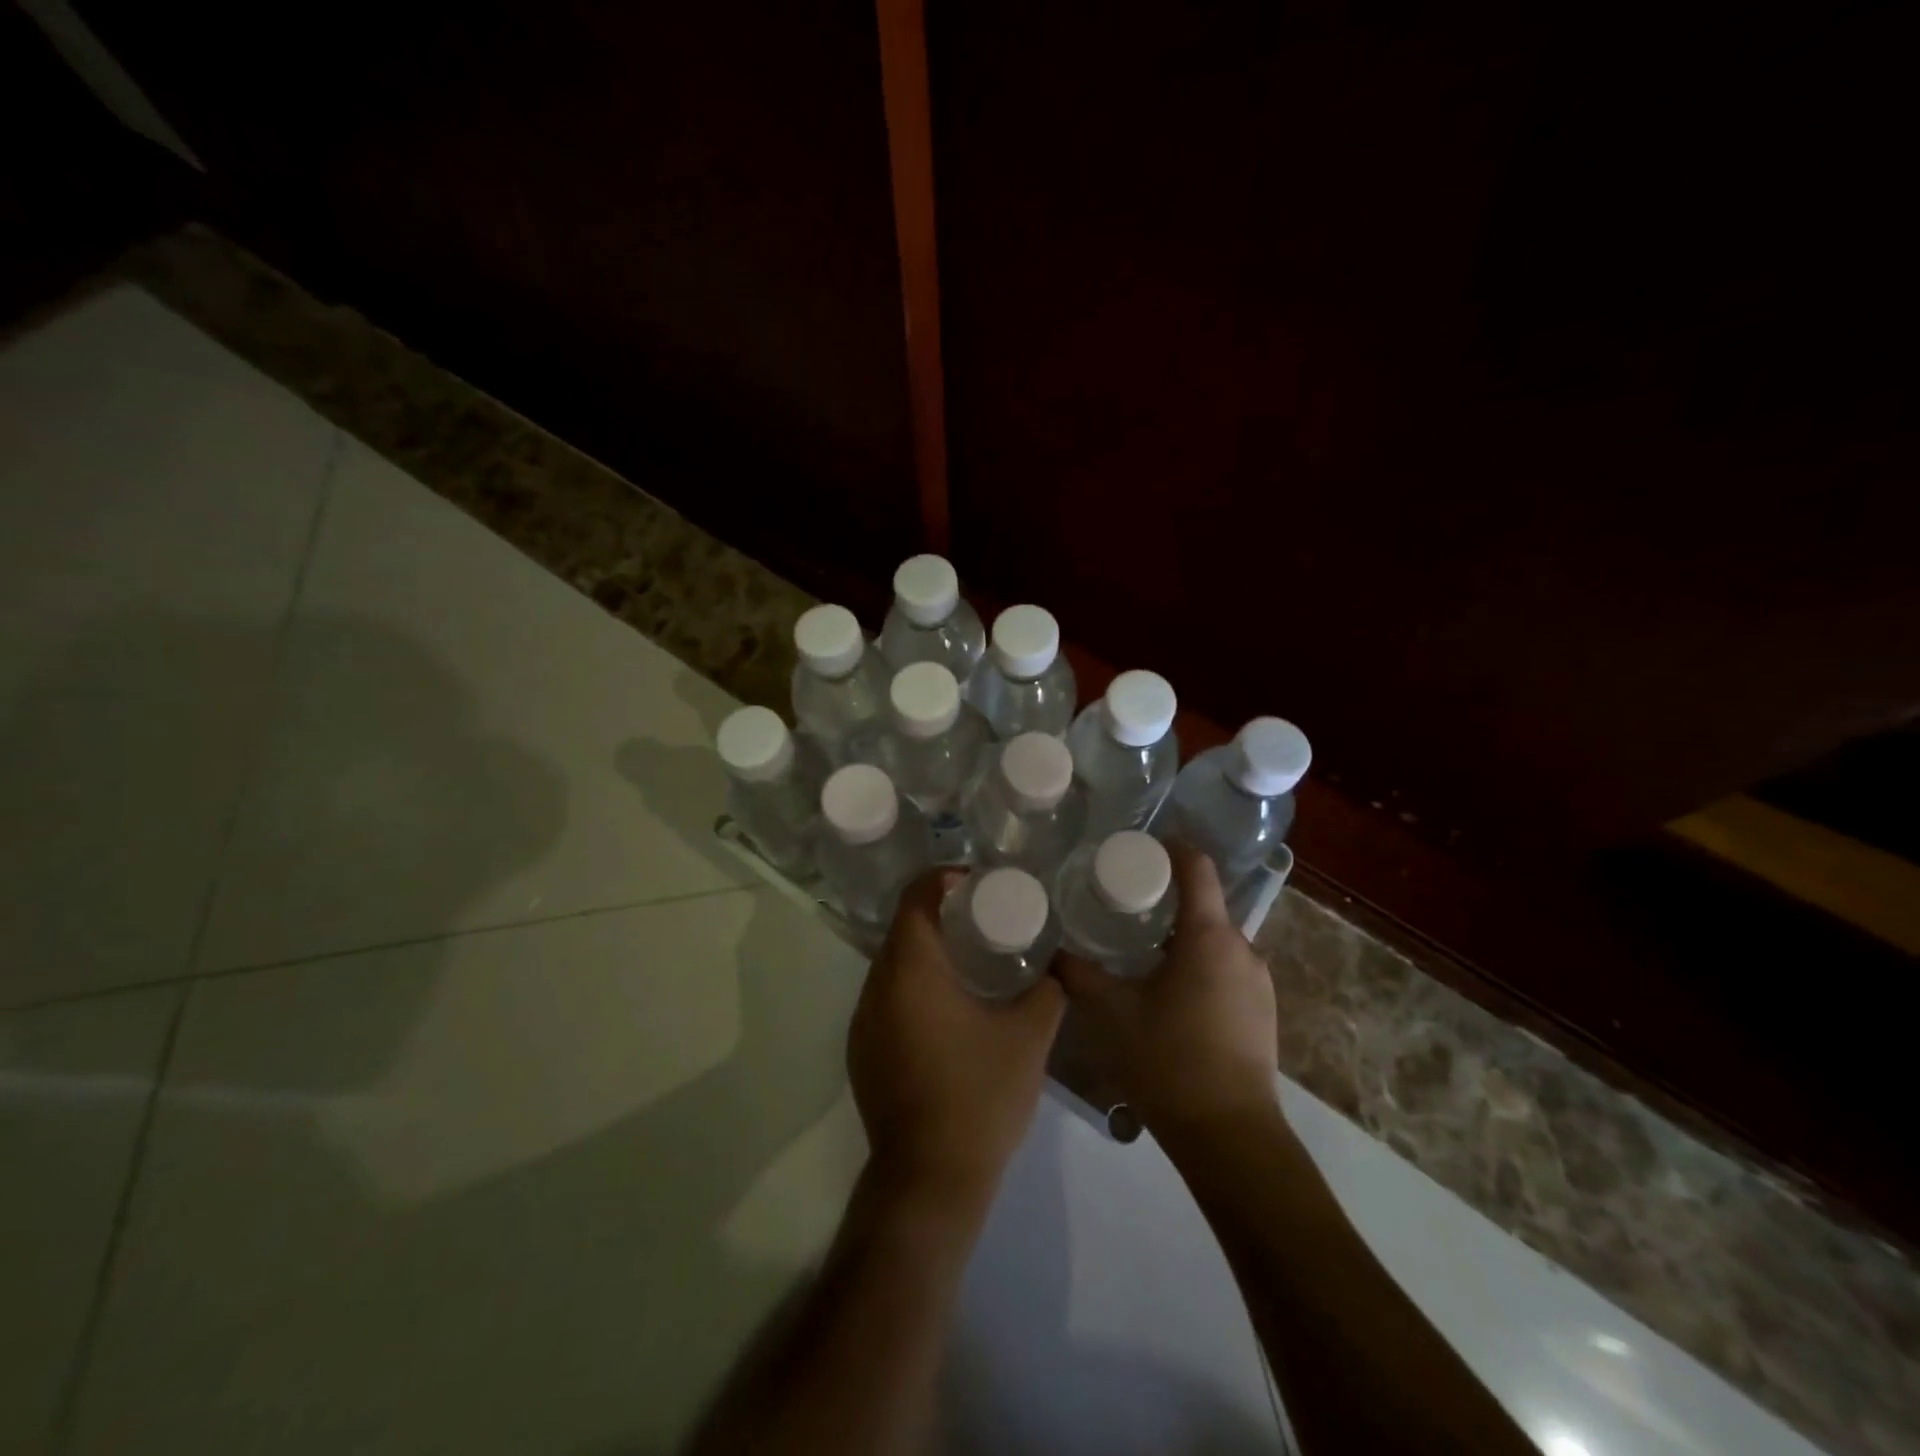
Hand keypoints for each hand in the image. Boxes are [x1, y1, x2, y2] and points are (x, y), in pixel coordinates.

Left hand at [848, 870, 1065, 1211]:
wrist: (930, 1179)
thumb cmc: (980, 1096)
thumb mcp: (1029, 1037)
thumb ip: (1048, 990)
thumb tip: (1058, 965)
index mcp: (911, 971)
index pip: (914, 898)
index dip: (942, 879)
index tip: (977, 884)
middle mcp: (876, 987)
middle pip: (902, 929)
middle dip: (939, 915)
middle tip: (983, 919)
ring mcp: (862, 1022)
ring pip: (892, 965)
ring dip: (925, 953)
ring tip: (970, 960)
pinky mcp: (861, 1051)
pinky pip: (886, 998)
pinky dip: (913, 986)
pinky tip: (947, 1008)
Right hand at [1059, 842, 1279, 1141]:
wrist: (1230, 1136)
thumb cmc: (1169, 1060)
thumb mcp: (1111, 1012)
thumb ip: (1078, 974)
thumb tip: (1051, 950)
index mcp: (1209, 936)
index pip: (1197, 867)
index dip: (1171, 848)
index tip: (1139, 848)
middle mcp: (1242, 949)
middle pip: (1204, 905)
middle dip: (1166, 899)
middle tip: (1122, 905)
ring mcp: (1259, 982)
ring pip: (1215, 941)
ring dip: (1181, 938)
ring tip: (1140, 950)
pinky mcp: (1263, 1012)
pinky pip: (1227, 969)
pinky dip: (1199, 966)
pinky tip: (1169, 994)